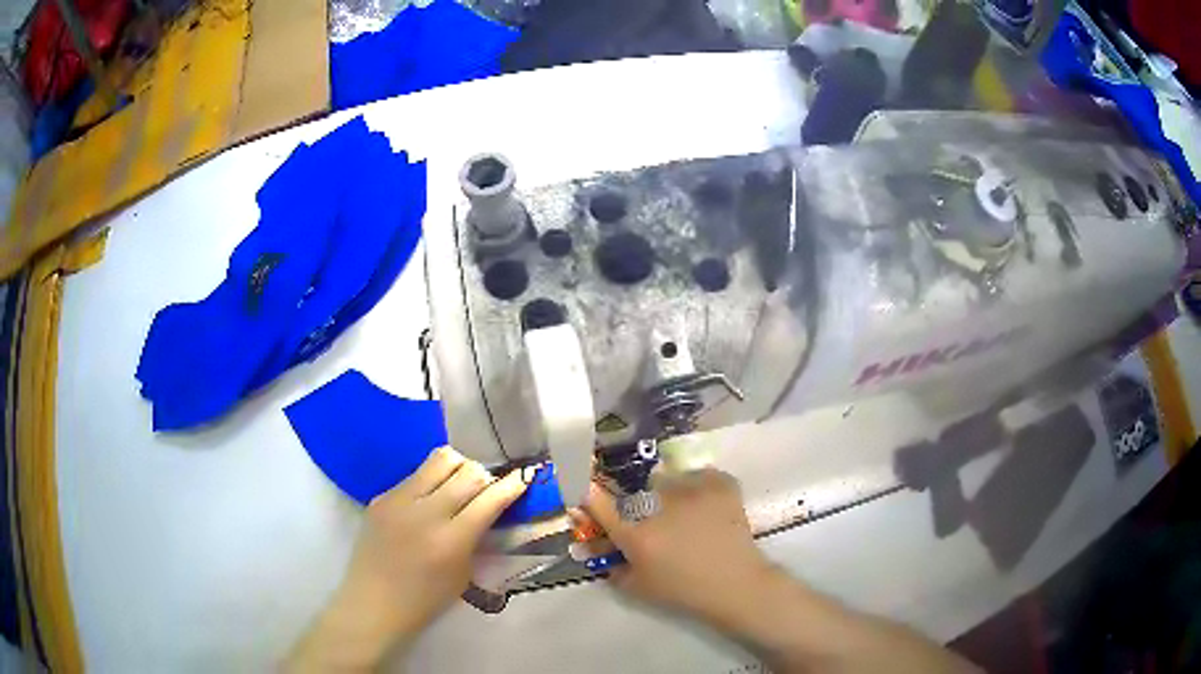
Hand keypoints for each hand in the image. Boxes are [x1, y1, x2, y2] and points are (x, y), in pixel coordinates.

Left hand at [287, 447, 527, 670]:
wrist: (373, 602)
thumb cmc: (425, 600)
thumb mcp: (464, 575)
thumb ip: (477, 538)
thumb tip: (490, 509)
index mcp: (451, 541)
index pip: (489, 499)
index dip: (512, 485)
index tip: (523, 478)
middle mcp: (425, 513)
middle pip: (467, 471)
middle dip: (485, 476)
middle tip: (487, 489)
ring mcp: (399, 500)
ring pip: (440, 459)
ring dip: (458, 468)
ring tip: (459, 486)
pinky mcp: (381, 496)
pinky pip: (415, 475)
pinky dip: (431, 481)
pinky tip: (429, 501)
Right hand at [583, 468, 776, 623]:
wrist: (736, 585)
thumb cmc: (683, 591)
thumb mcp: (637, 587)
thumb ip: (611, 566)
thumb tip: (595, 547)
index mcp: (635, 533)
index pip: (598, 502)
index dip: (589, 496)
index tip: (588, 492)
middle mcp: (659, 505)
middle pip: (638, 492)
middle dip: (641, 505)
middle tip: (659, 524)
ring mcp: (692, 489)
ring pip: (670, 481)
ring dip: (672, 495)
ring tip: (688, 515)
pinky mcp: (719, 483)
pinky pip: (700, 476)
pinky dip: (701, 487)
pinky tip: (708, 507)